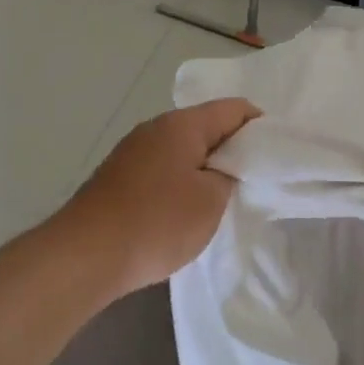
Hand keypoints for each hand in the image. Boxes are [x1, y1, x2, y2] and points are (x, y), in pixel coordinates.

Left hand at [54, 99, 259, 299]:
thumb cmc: (157, 222)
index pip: (233, 109)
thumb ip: (228, 177)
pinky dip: (181, 181)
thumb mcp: (211, 201)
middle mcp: (154, 129)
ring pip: (182, 150)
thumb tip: (222, 169)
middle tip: (255, 177)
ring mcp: (132, 153)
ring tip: (225, 196)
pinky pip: (162, 169)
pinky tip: (187, 209)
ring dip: (205, 168)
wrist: (86, 255)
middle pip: (206, 127)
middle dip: (233, 149)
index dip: (260, 125)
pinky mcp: (118, 178)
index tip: (278, 152)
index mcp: (181, 125)